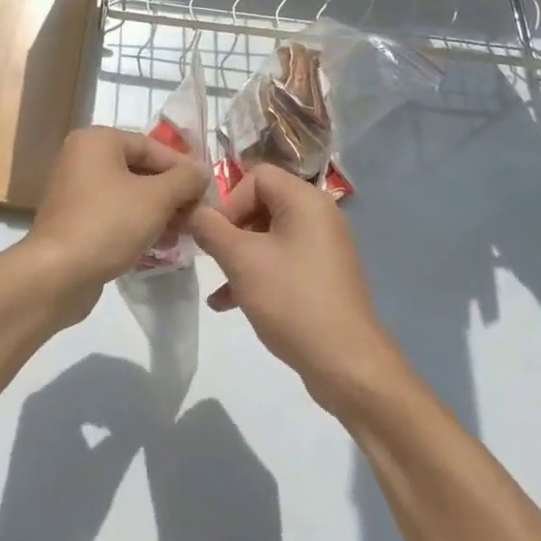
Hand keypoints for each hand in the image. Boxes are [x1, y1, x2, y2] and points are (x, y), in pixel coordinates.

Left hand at [21, 127, 210, 321]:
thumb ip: (185, 179)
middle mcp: (82, 158)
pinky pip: (114, 214)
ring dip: (159, 212)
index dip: (183, 167)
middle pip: (140, 170)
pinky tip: (160, 245)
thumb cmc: (108, 224)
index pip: (151, 146)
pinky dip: (138, 224)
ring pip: (129, 194)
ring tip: (184, 233)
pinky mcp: (75, 220)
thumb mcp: (156, 198)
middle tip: (198, 215)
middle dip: (172, 193)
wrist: (56, 275)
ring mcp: (75, 190)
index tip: (208, 190)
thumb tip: (202, 170)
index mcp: (97, 140)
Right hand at [188, 164, 408, 416]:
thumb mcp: (242, 261)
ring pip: (268, 236)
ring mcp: (323, 247)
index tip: (213, 234)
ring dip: (238, 255)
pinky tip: (229, 303)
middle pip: (261, 203)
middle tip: (211, 256)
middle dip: (231, 229)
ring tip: (217, 283)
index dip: (229, 200)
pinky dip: (257, 273)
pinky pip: (282, 260)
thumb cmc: (292, 300)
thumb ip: (211, 229)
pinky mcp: (323, 276)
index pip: (256, 175)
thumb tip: (193, 211)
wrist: (347, 364)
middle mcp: (318, 215)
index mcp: (304, 200)